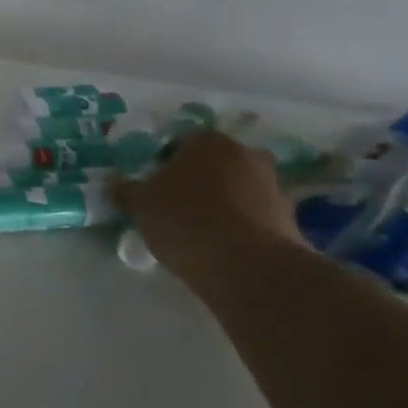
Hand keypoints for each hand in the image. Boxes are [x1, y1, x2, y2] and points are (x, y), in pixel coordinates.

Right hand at [114, 130, 304, 280]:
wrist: (246, 266)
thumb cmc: (184, 220)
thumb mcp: (140, 204)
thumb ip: (127, 190)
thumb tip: (118, 184)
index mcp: (208, 141)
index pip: (180, 142)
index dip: (164, 163)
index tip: (153, 186)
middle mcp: (246, 154)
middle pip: (214, 163)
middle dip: (198, 180)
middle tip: (177, 205)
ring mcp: (273, 186)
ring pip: (238, 188)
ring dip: (222, 203)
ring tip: (200, 231)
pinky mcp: (290, 219)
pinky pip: (255, 216)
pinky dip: (241, 225)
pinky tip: (223, 247)